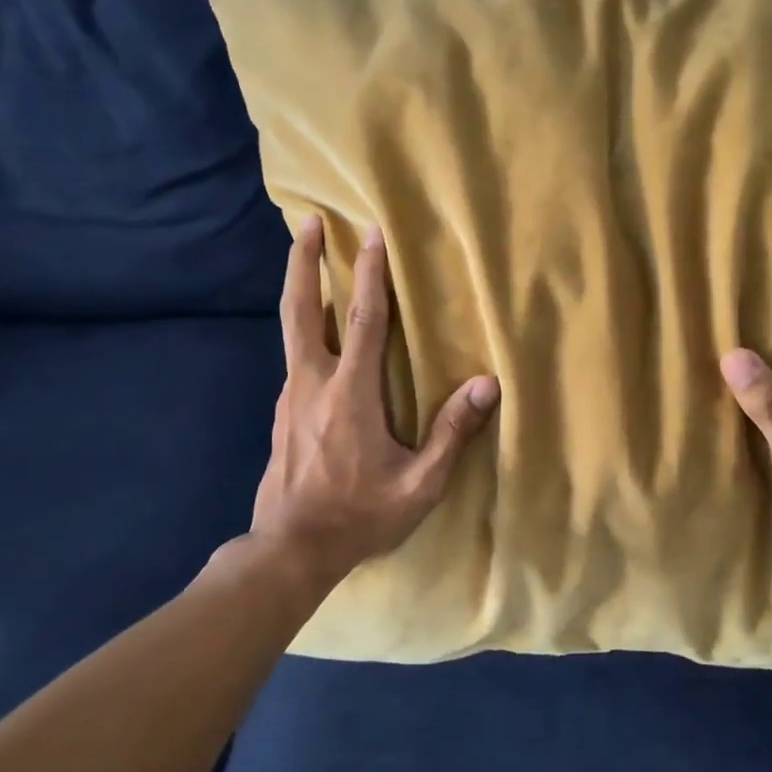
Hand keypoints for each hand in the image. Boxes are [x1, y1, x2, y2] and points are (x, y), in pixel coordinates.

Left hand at [250, 215, 499, 583]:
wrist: (290, 549)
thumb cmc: (360, 516)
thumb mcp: (420, 484)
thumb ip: (452, 433)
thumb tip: (488, 385)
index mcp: (350, 394)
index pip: (364, 320)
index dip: (372, 275)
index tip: (373, 234)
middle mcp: (313, 383)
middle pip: (302, 309)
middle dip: (304, 262)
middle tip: (308, 222)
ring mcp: (291, 397)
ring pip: (293, 331)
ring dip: (302, 291)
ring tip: (311, 265)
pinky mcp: (283, 413)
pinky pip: (295, 358)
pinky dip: (305, 330)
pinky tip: (319, 336)